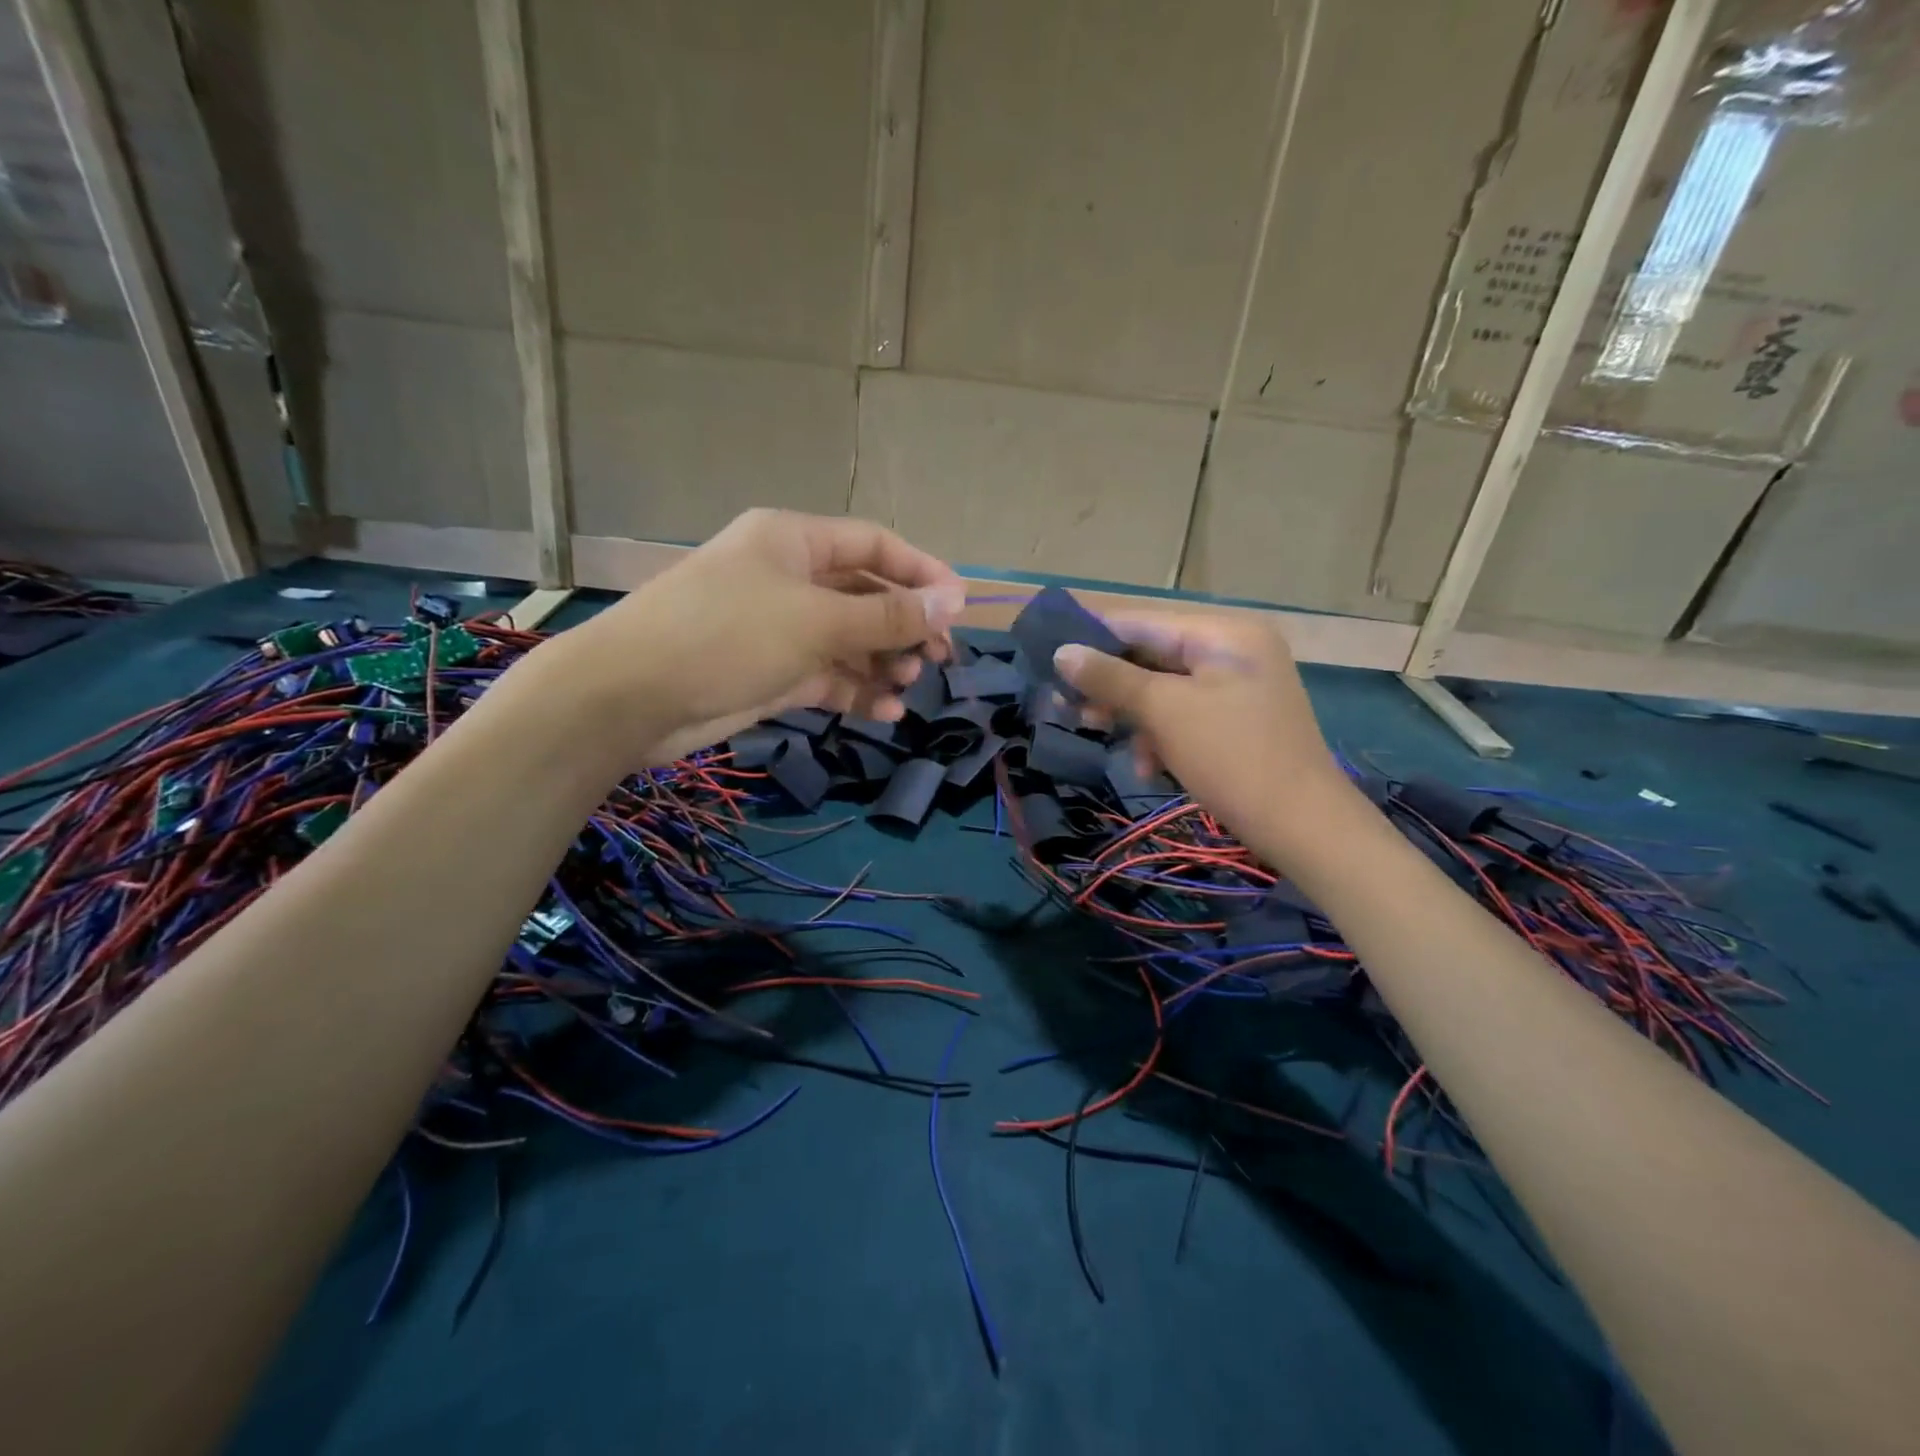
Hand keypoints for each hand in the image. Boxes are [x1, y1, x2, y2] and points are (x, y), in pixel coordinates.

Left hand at [542, 509, 964, 766]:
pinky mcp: (772, 672)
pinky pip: (828, 676)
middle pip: (865, 594)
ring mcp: (780, 627)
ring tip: (909, 686)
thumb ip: (888, 614)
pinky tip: (885, 713)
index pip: (874, 545)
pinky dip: (856, 692)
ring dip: (882, 663)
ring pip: (849, 640)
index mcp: (795, 541)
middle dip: (904, 625)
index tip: (959, 607)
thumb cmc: (728, 635)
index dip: (921, 572)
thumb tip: (954, 601)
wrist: (632, 696)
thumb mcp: (817, 620)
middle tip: (938, 658)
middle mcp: (790, 578)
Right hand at [1054, 612, 1350, 857]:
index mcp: (1222, 632)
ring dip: (1132, 715)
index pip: (1141, 622)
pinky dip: (1161, 735)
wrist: (1303, 826)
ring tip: (1101, 737)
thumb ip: (1111, 678)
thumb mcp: (1165, 712)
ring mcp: (1238, 686)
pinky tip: (1149, 767)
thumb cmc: (1232, 757)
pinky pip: (1184, 714)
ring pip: (1163, 689)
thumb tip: (1062, 652)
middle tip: (1066, 710)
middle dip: (1109, 686)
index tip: (1048, 663)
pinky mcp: (1237, 720)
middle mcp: (1232, 649)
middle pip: (1151, 656)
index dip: (1091, 640)